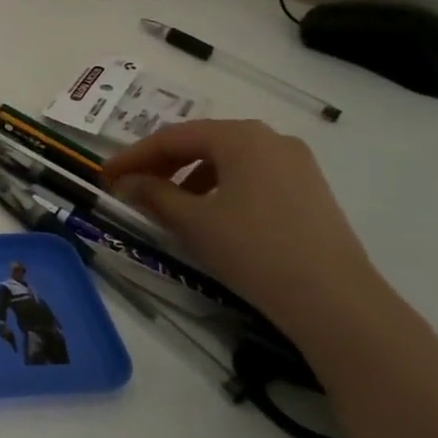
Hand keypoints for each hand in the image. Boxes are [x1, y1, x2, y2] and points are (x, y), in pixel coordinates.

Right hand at [102, 120, 400, 358]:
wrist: (334, 300)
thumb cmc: (254, 250)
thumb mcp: (192, 221)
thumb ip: (153, 194)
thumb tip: (126, 183)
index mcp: (240, 137)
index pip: (172, 137)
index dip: (133, 155)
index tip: (104, 174)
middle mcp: (270, 138)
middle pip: (201, 142)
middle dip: (161, 163)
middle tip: (130, 185)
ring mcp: (295, 163)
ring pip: (226, 159)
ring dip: (188, 176)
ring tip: (166, 203)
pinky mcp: (308, 189)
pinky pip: (250, 176)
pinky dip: (219, 187)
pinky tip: (208, 214)